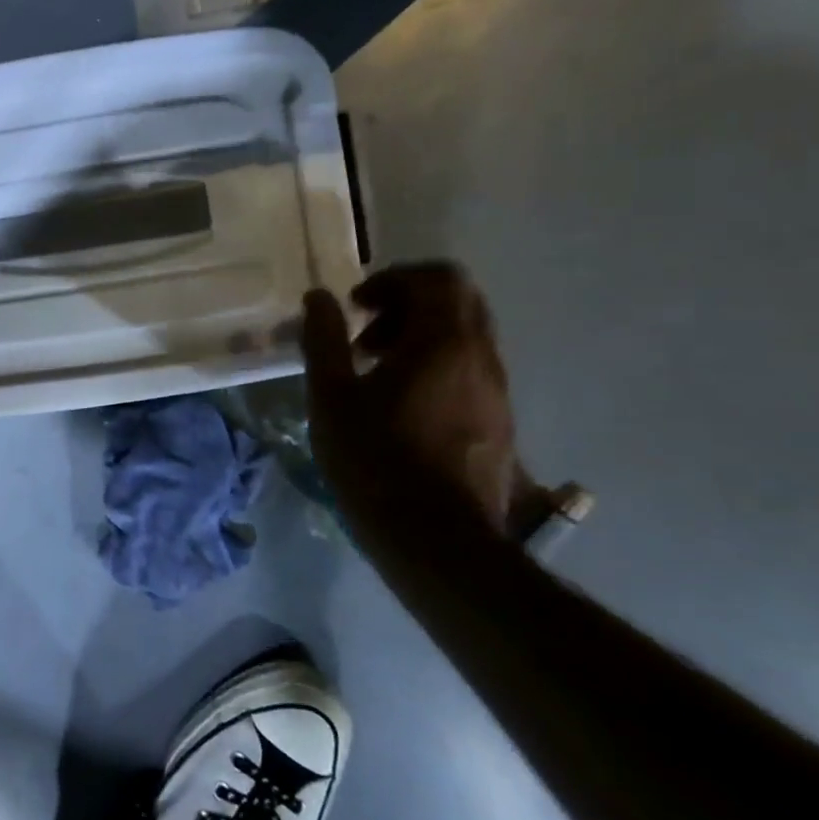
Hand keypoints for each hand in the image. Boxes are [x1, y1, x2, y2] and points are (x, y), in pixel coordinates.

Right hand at [300, 263, 520, 536]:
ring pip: (465, 335)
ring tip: (375, 371)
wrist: (439, 542)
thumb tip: (320, 298)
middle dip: (407, 303)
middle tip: (365, 333)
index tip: (356, 306)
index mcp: (443, 343)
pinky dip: (435, 364)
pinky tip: (399, 403)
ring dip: (419, 335)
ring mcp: (496, 391)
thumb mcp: (331, 396)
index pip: (437, 278)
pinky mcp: (498, 421)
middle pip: (457, 300)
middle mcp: (481, 358)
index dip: (393, 279)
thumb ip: (324, 339)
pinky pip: (469, 368)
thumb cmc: (376, 460)